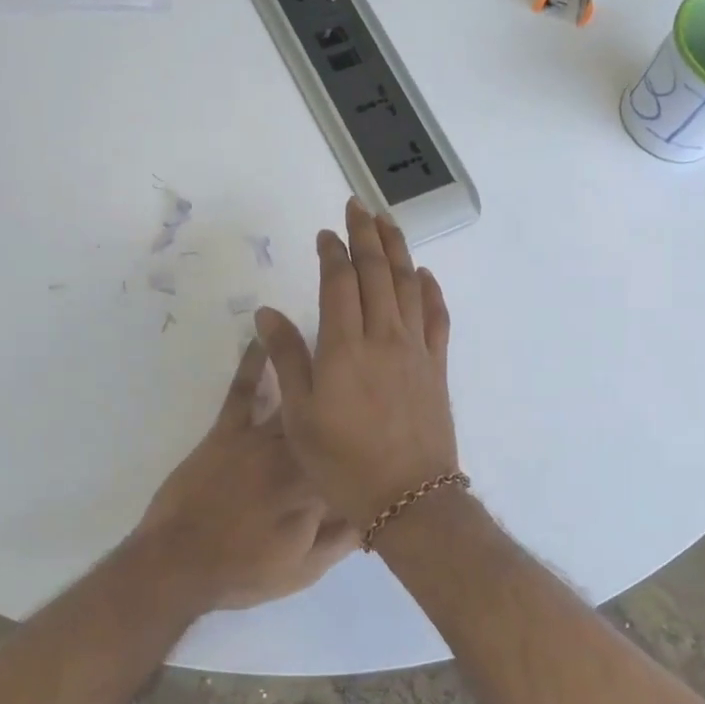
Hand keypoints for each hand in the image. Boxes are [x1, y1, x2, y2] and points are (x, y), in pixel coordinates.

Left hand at [136, 339, 355, 611]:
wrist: (176, 565)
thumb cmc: (243, 571)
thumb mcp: (303, 570)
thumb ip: (342, 538)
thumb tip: (375, 507)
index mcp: (315, 489)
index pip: (354, 457)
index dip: (373, 441)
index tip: (389, 423)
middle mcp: (292, 455)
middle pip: (329, 418)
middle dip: (351, 390)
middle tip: (369, 356)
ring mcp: (257, 439)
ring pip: (295, 397)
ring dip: (315, 367)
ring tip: (336, 333)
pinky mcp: (225, 431)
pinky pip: (243, 391)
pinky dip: (253, 362)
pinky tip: (265, 334)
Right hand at [254, 199, 460, 530]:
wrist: (408, 497)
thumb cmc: (343, 462)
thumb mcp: (300, 415)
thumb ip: (286, 358)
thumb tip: (266, 312)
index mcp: (345, 346)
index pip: (339, 282)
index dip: (332, 252)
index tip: (325, 233)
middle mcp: (384, 336)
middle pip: (378, 272)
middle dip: (367, 235)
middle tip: (358, 207)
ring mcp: (416, 349)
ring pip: (410, 285)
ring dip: (399, 250)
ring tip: (389, 223)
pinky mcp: (437, 366)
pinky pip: (438, 316)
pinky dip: (432, 289)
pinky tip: (425, 275)